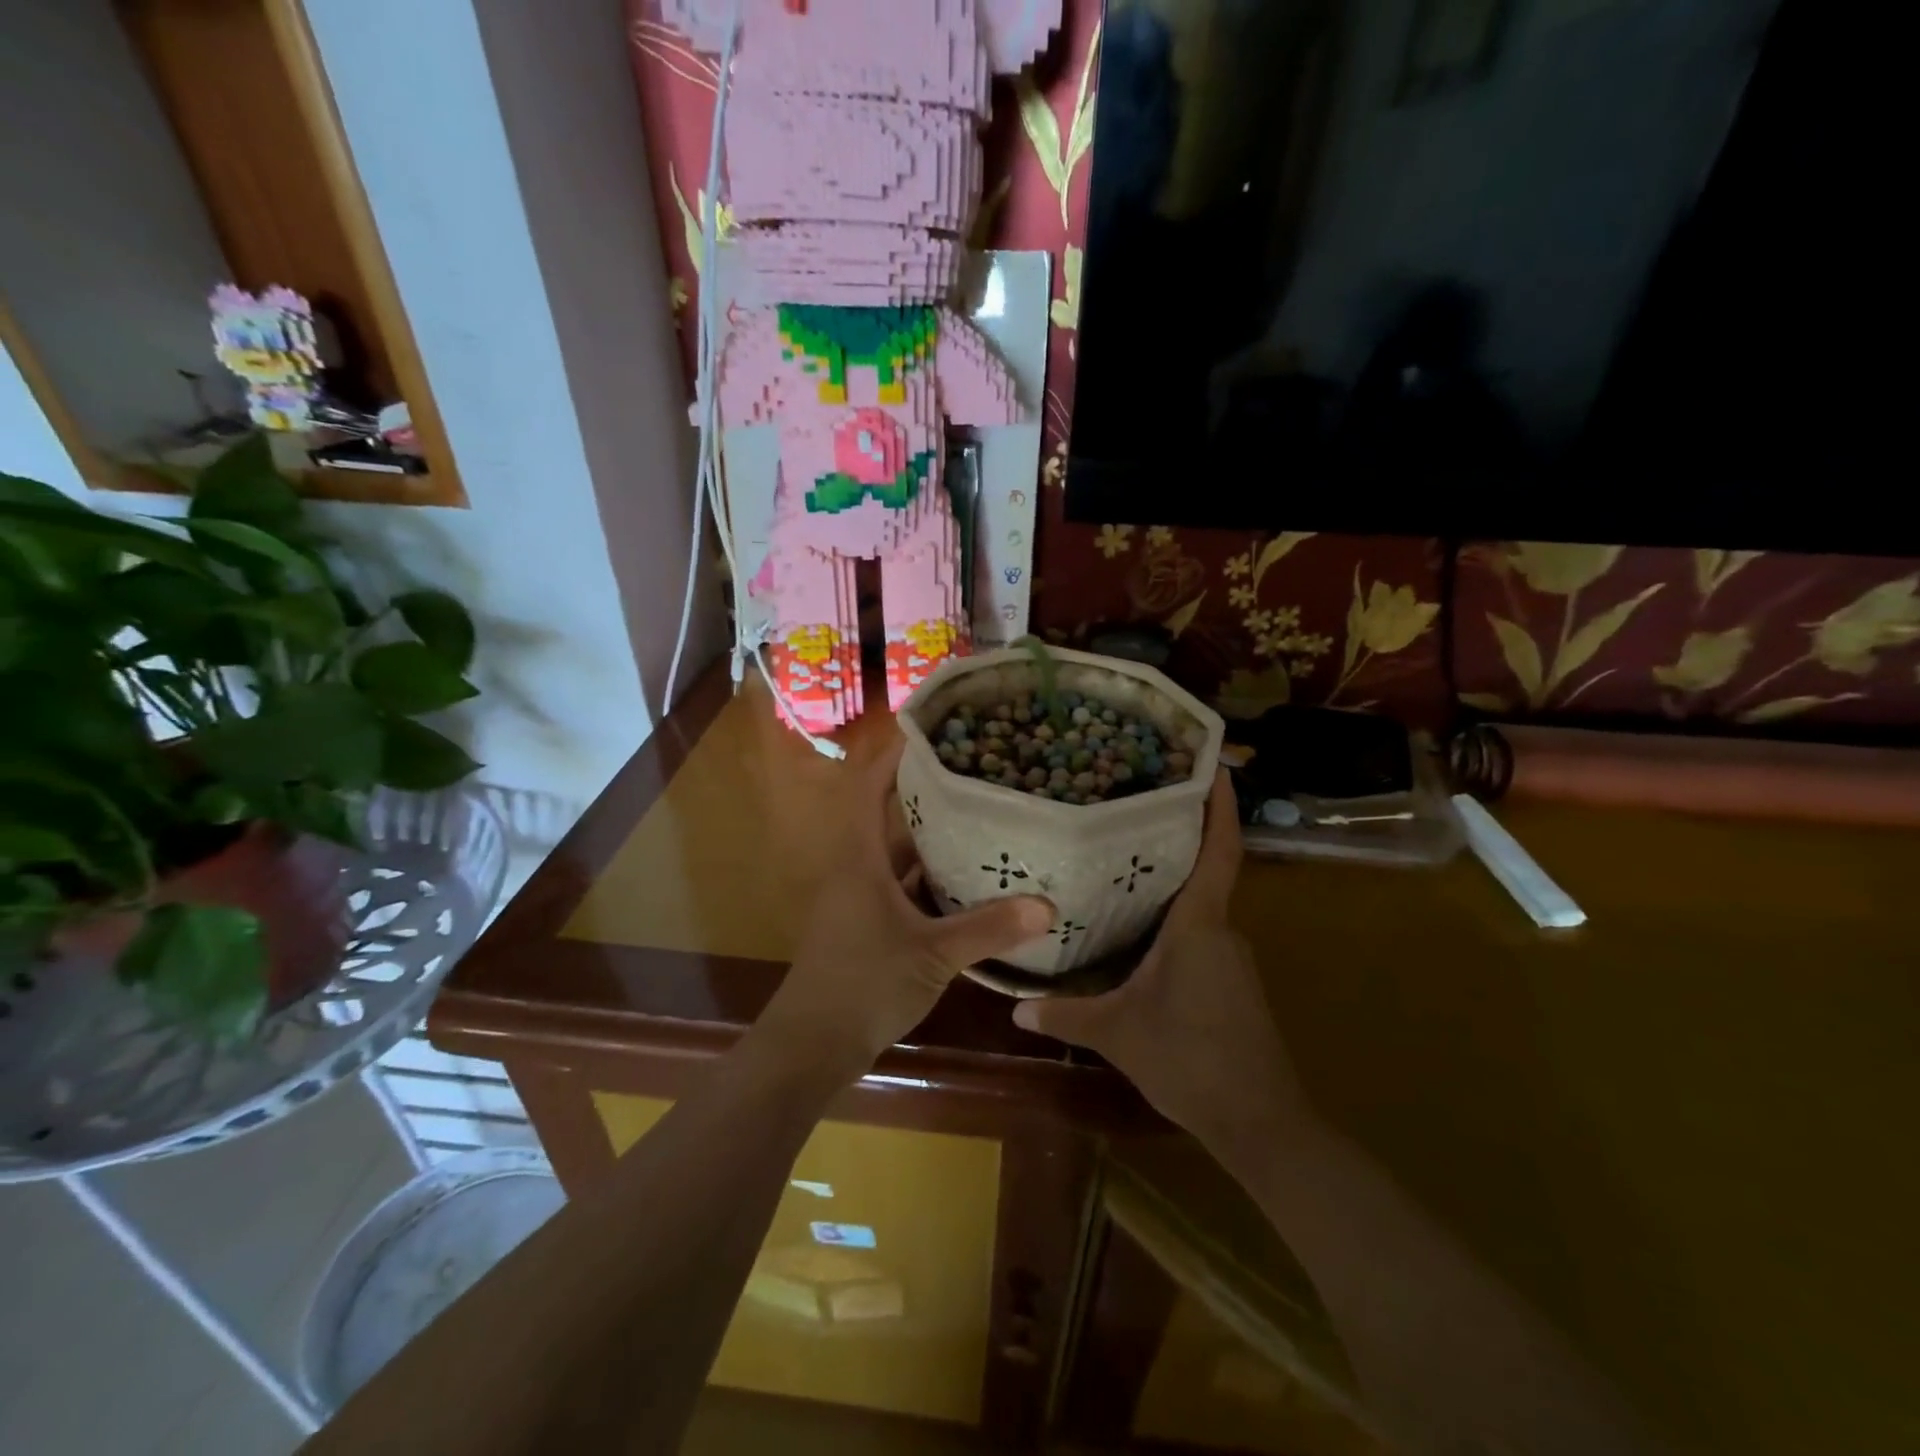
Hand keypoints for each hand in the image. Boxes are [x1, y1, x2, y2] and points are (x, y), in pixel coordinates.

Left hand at [757, 738, 1054, 1081]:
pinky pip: (902, 886)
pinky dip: (931, 879)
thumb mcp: (933, 955)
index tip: (930, 731)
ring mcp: (860, 899)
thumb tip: (1047, 906)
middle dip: (925, 792)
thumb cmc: (864, 985)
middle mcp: (856, 869)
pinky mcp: (868, 925)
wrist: (813, 1045)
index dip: (893, 756)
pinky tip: (969, 880)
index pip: (868, 787)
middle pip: (888, 816)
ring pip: (898, 854)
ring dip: (931, 838)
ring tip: (980, 817)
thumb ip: (988, 929)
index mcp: (859, 858)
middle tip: (974, 773)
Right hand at [1013, 771, 1304, 1145]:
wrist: (1259, 1122)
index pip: (1218, 852)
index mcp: (1198, 925)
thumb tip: (1016, 1007)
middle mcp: (1221, 930)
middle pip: (1207, 871)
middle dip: (1179, 837)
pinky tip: (1141, 928)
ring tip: (1125, 861)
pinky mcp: (1234, 982)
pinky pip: (1202, 932)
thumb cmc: (1188, 1059)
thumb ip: (1066, 1015)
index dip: (1219, 806)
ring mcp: (1232, 957)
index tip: (1214, 763)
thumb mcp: (1117, 1033)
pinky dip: (1176, 918)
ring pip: (1201, 905)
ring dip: (1173, 882)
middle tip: (1135, 806)